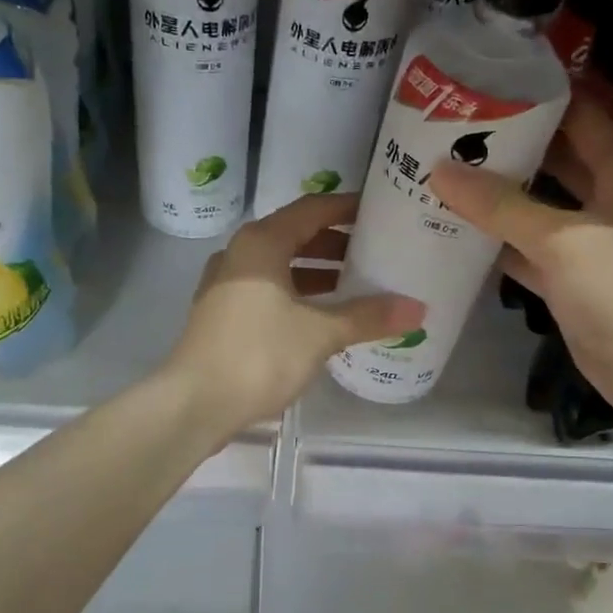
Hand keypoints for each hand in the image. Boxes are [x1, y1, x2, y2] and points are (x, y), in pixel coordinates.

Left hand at [164, 193, 424, 432]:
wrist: (195, 403)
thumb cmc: (259, 354)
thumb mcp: (320, 333)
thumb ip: (368, 316)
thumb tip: (417, 309)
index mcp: (261, 243)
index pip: (312, 210)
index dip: (347, 208)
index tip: (380, 212)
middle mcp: (239, 255)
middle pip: (294, 236)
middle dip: (335, 244)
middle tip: (374, 252)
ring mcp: (225, 286)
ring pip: (279, 268)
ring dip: (316, 273)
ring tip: (355, 285)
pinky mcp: (222, 316)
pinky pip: (267, 292)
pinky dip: (296, 296)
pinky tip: (321, 318)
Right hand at [428, 94, 612, 417]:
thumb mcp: (563, 241)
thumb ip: (502, 207)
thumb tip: (441, 171)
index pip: (581, 118)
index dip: (539, 99)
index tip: (487, 87)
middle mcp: (611, 201)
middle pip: (558, 162)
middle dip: (511, 149)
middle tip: (454, 133)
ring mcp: (592, 245)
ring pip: (540, 210)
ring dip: (501, 199)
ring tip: (447, 176)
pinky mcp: (574, 283)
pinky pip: (531, 252)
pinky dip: (501, 245)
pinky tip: (460, 234)